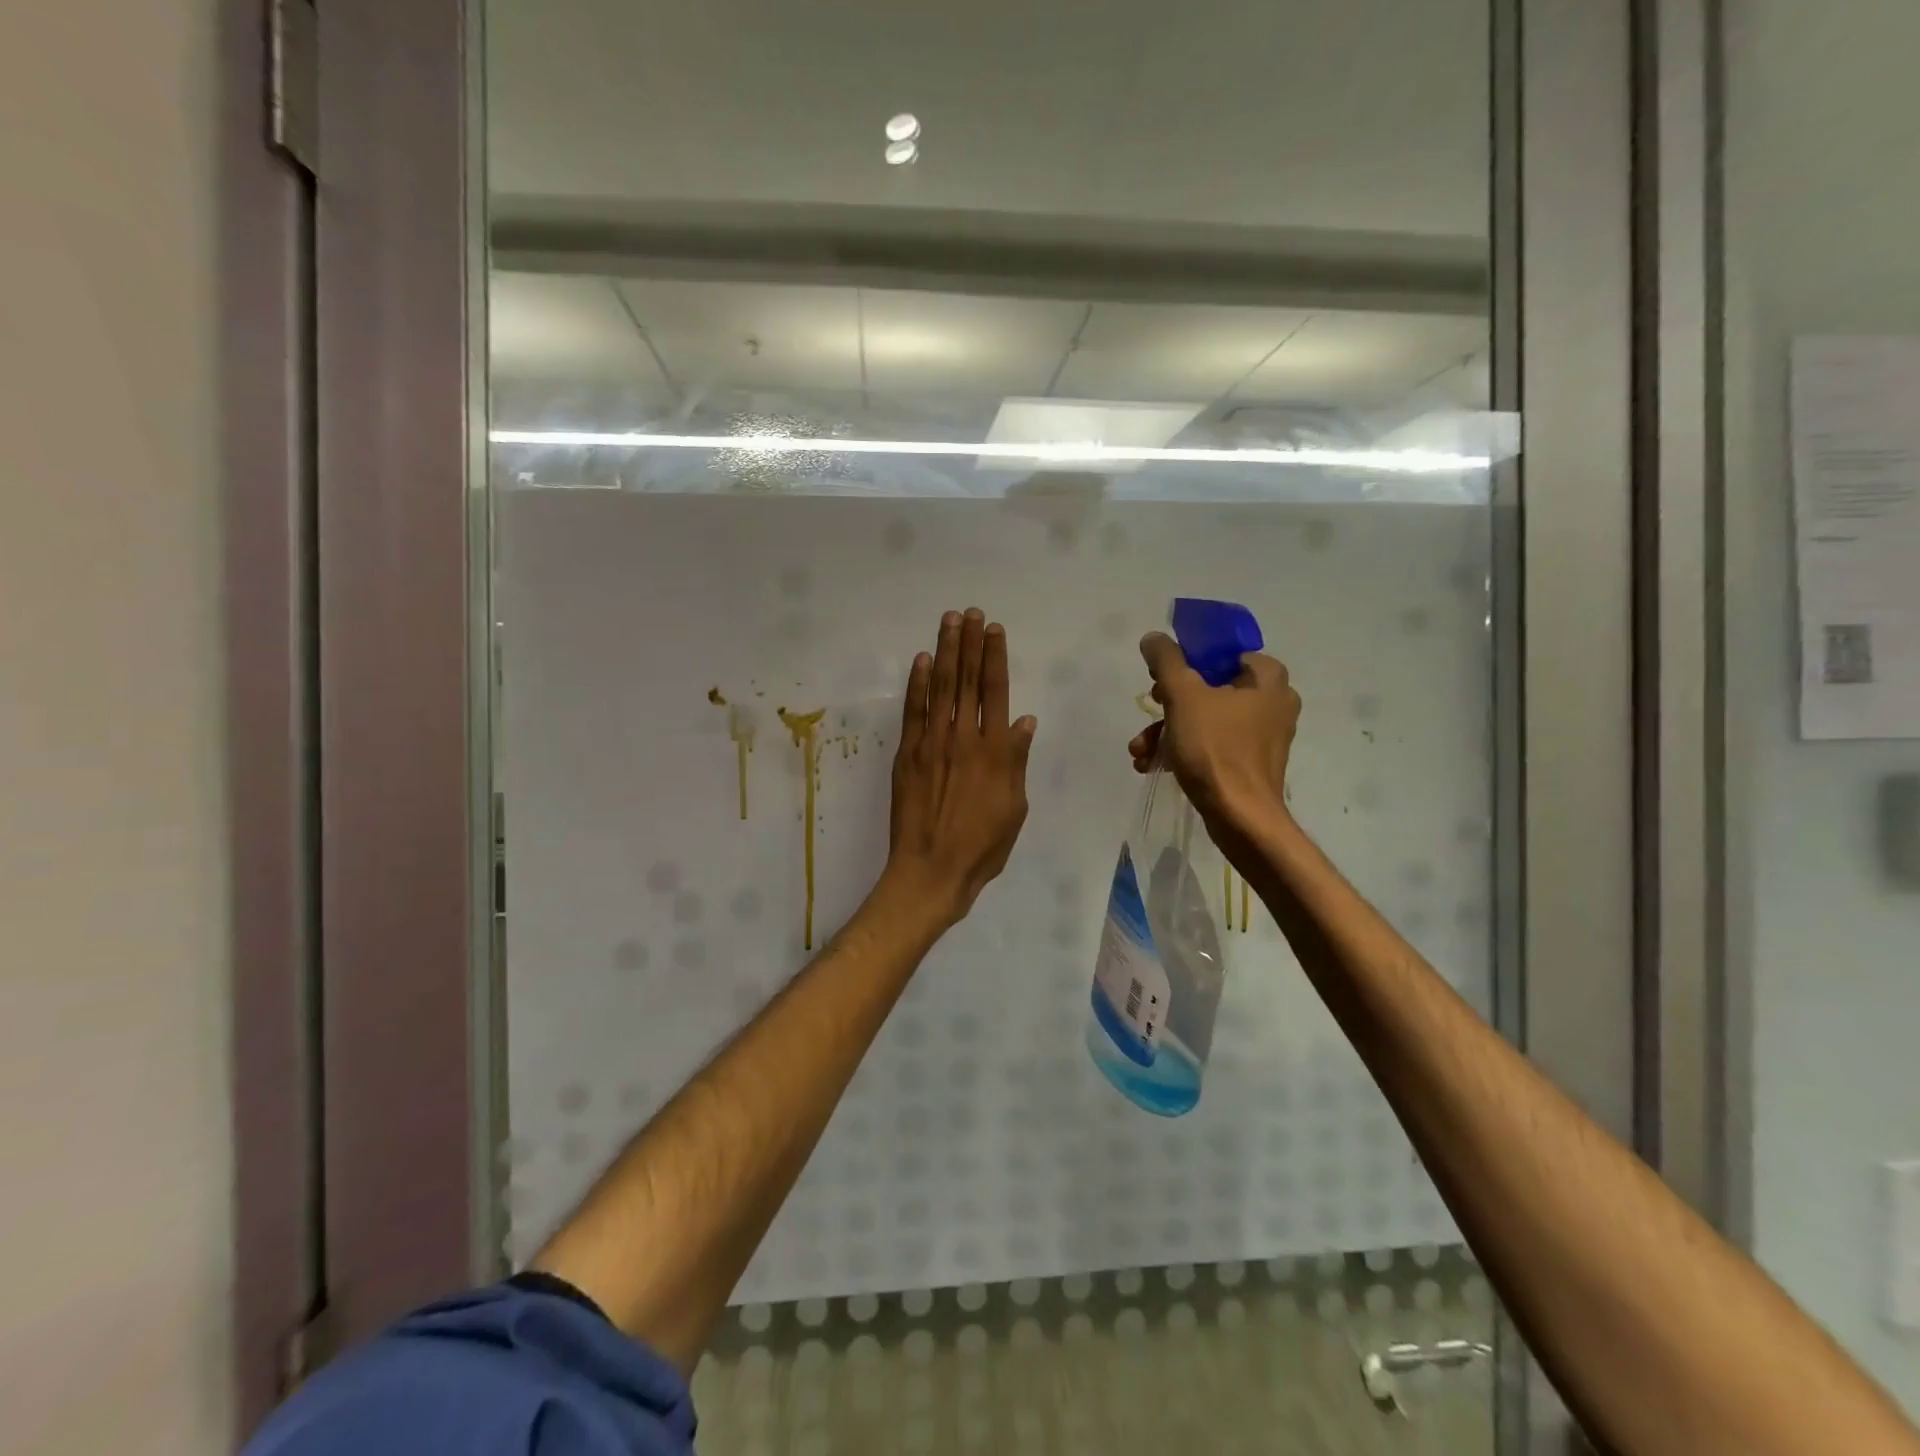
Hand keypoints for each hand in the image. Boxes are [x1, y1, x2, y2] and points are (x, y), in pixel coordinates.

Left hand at [883, 609, 1036, 925]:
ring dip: (945, 651)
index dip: (995, 657)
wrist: (931, 870)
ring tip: (948, 621)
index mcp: (995, 752)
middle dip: (970, 643)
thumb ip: (1017, 761)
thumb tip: (1025, 721)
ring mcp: (932, 744)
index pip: (996, 692)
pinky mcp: (907, 755)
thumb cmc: (982, 846)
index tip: (994, 629)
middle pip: (968, 681)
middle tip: (969, 613)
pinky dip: (918, 684)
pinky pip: (913, 711)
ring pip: (941, 688)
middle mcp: (964, 738)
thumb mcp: (1014, 808)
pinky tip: (922, 660)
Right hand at [1129, 631, 1299, 843]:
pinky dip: (1183, 750)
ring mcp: (1264, 734)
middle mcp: (1273, 701)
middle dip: (1168, 704)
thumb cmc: (1215, 749)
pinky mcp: (1251, 763)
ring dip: (1167, 731)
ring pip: (1206, 719)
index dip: (1186, 660)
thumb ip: (1166, 661)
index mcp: (1267, 677)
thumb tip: (1154, 638)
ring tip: (1139, 751)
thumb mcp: (1183, 696)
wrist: (1240, 818)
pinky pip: (1212, 744)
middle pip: (1209, 687)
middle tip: (1149, 710)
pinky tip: (1152, 764)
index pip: (1222, 652)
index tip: (1160, 678)